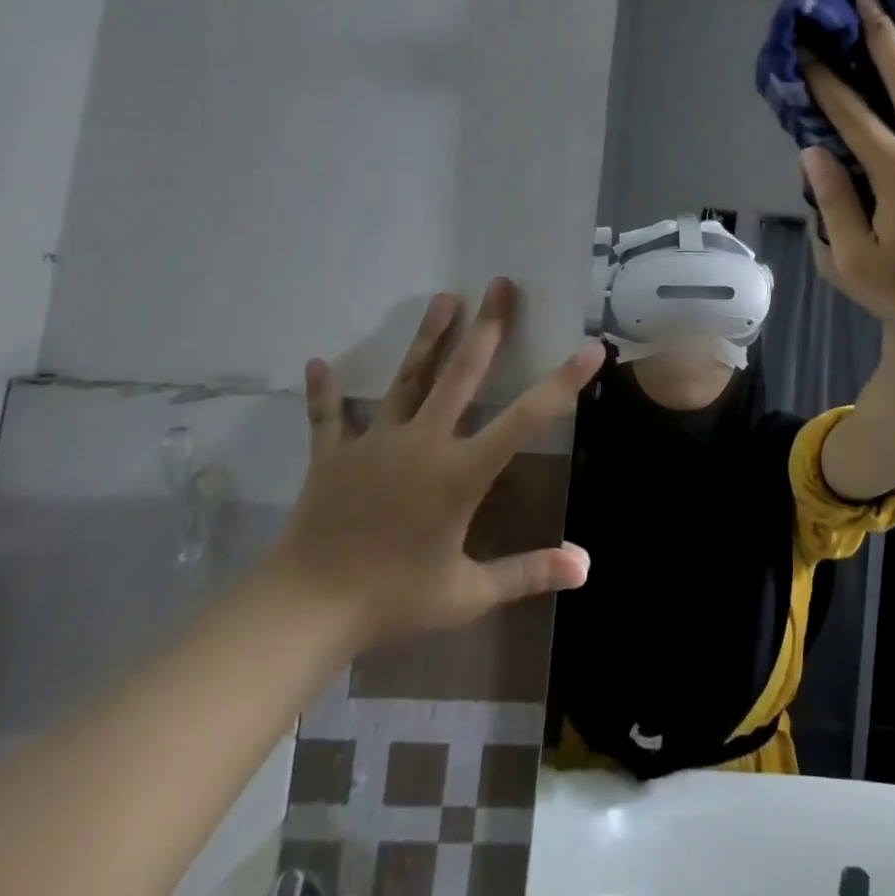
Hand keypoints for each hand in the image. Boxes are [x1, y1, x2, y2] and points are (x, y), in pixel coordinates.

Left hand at [269, 279, 601, 649]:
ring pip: (407, 380)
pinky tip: (317, 363)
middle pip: (461, 375)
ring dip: (427, 337)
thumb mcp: (466, 594)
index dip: (562, 382)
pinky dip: (325, 392)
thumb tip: (585, 566)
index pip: (525, 419)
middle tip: (501, 284)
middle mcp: (423, 443)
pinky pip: (329, 417)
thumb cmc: (392, 600)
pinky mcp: (334, 456)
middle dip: (487, 328)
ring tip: (444, 298)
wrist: (304, 611)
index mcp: (460, 472)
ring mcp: (375, 444)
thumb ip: (527, 573)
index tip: (590, 348)